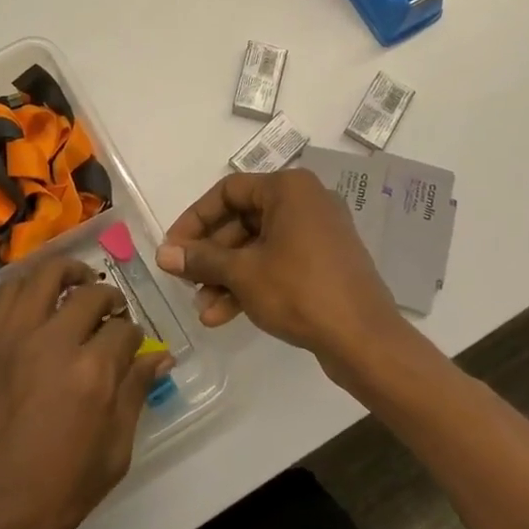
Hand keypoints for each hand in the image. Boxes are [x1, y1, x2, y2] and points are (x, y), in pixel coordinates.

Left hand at [0, 256, 174, 528]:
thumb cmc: (52, 497)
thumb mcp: (112, 456)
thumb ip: (135, 396)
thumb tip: (159, 358)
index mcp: (91, 373)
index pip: (124, 330)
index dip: (134, 336)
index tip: (132, 347)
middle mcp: (52, 341)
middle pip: (90, 294)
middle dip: (109, 298)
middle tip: (111, 312)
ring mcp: (11, 337)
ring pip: (44, 275)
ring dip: (68, 273)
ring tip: (76, 284)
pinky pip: (7, 293)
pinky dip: (29, 286)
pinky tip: (39, 301)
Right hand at [155, 169, 408, 376]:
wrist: (365, 339)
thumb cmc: (300, 291)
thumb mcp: (243, 273)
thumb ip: (201, 259)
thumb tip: (164, 254)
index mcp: (288, 189)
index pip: (228, 191)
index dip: (195, 219)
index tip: (173, 249)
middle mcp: (305, 202)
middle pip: (242, 220)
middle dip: (211, 256)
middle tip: (185, 282)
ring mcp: (318, 233)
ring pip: (258, 246)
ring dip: (227, 276)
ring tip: (203, 309)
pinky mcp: (324, 262)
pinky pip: (278, 262)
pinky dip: (252, 283)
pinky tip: (225, 315)